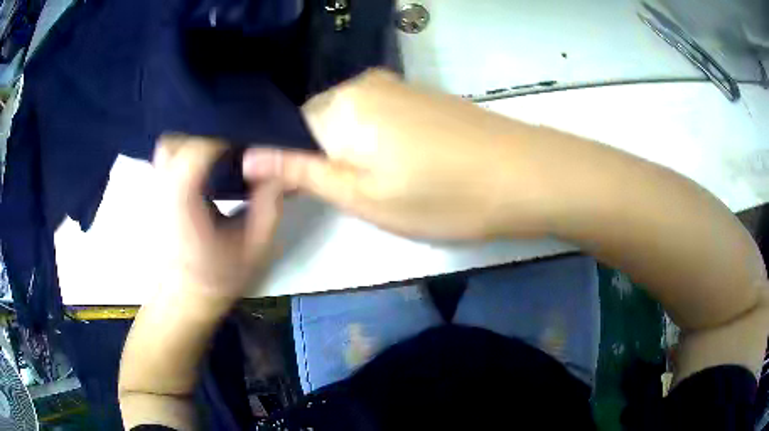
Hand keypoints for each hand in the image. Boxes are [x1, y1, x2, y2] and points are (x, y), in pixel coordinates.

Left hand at [154, 136, 282, 300]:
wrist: (186, 295)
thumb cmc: (219, 276)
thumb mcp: (255, 246)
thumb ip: (269, 205)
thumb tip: (282, 168)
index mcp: (185, 198)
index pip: (201, 146)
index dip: (230, 133)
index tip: (256, 134)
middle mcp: (166, 186)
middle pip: (180, 136)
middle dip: (210, 130)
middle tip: (239, 139)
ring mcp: (159, 187)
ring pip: (171, 142)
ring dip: (197, 137)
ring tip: (225, 146)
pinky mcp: (161, 190)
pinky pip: (170, 155)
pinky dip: (188, 147)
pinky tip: (210, 160)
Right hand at [242, 70, 550, 239]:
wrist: (520, 175)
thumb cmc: (439, 195)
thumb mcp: (361, 195)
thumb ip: (300, 171)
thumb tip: (248, 157)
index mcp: (338, 107)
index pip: (286, 129)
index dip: (288, 163)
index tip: (307, 193)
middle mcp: (361, 85)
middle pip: (316, 121)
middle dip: (322, 155)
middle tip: (353, 195)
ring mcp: (394, 86)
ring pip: (348, 119)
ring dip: (351, 150)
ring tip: (382, 182)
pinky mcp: (418, 94)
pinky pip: (376, 114)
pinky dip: (376, 139)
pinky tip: (403, 162)